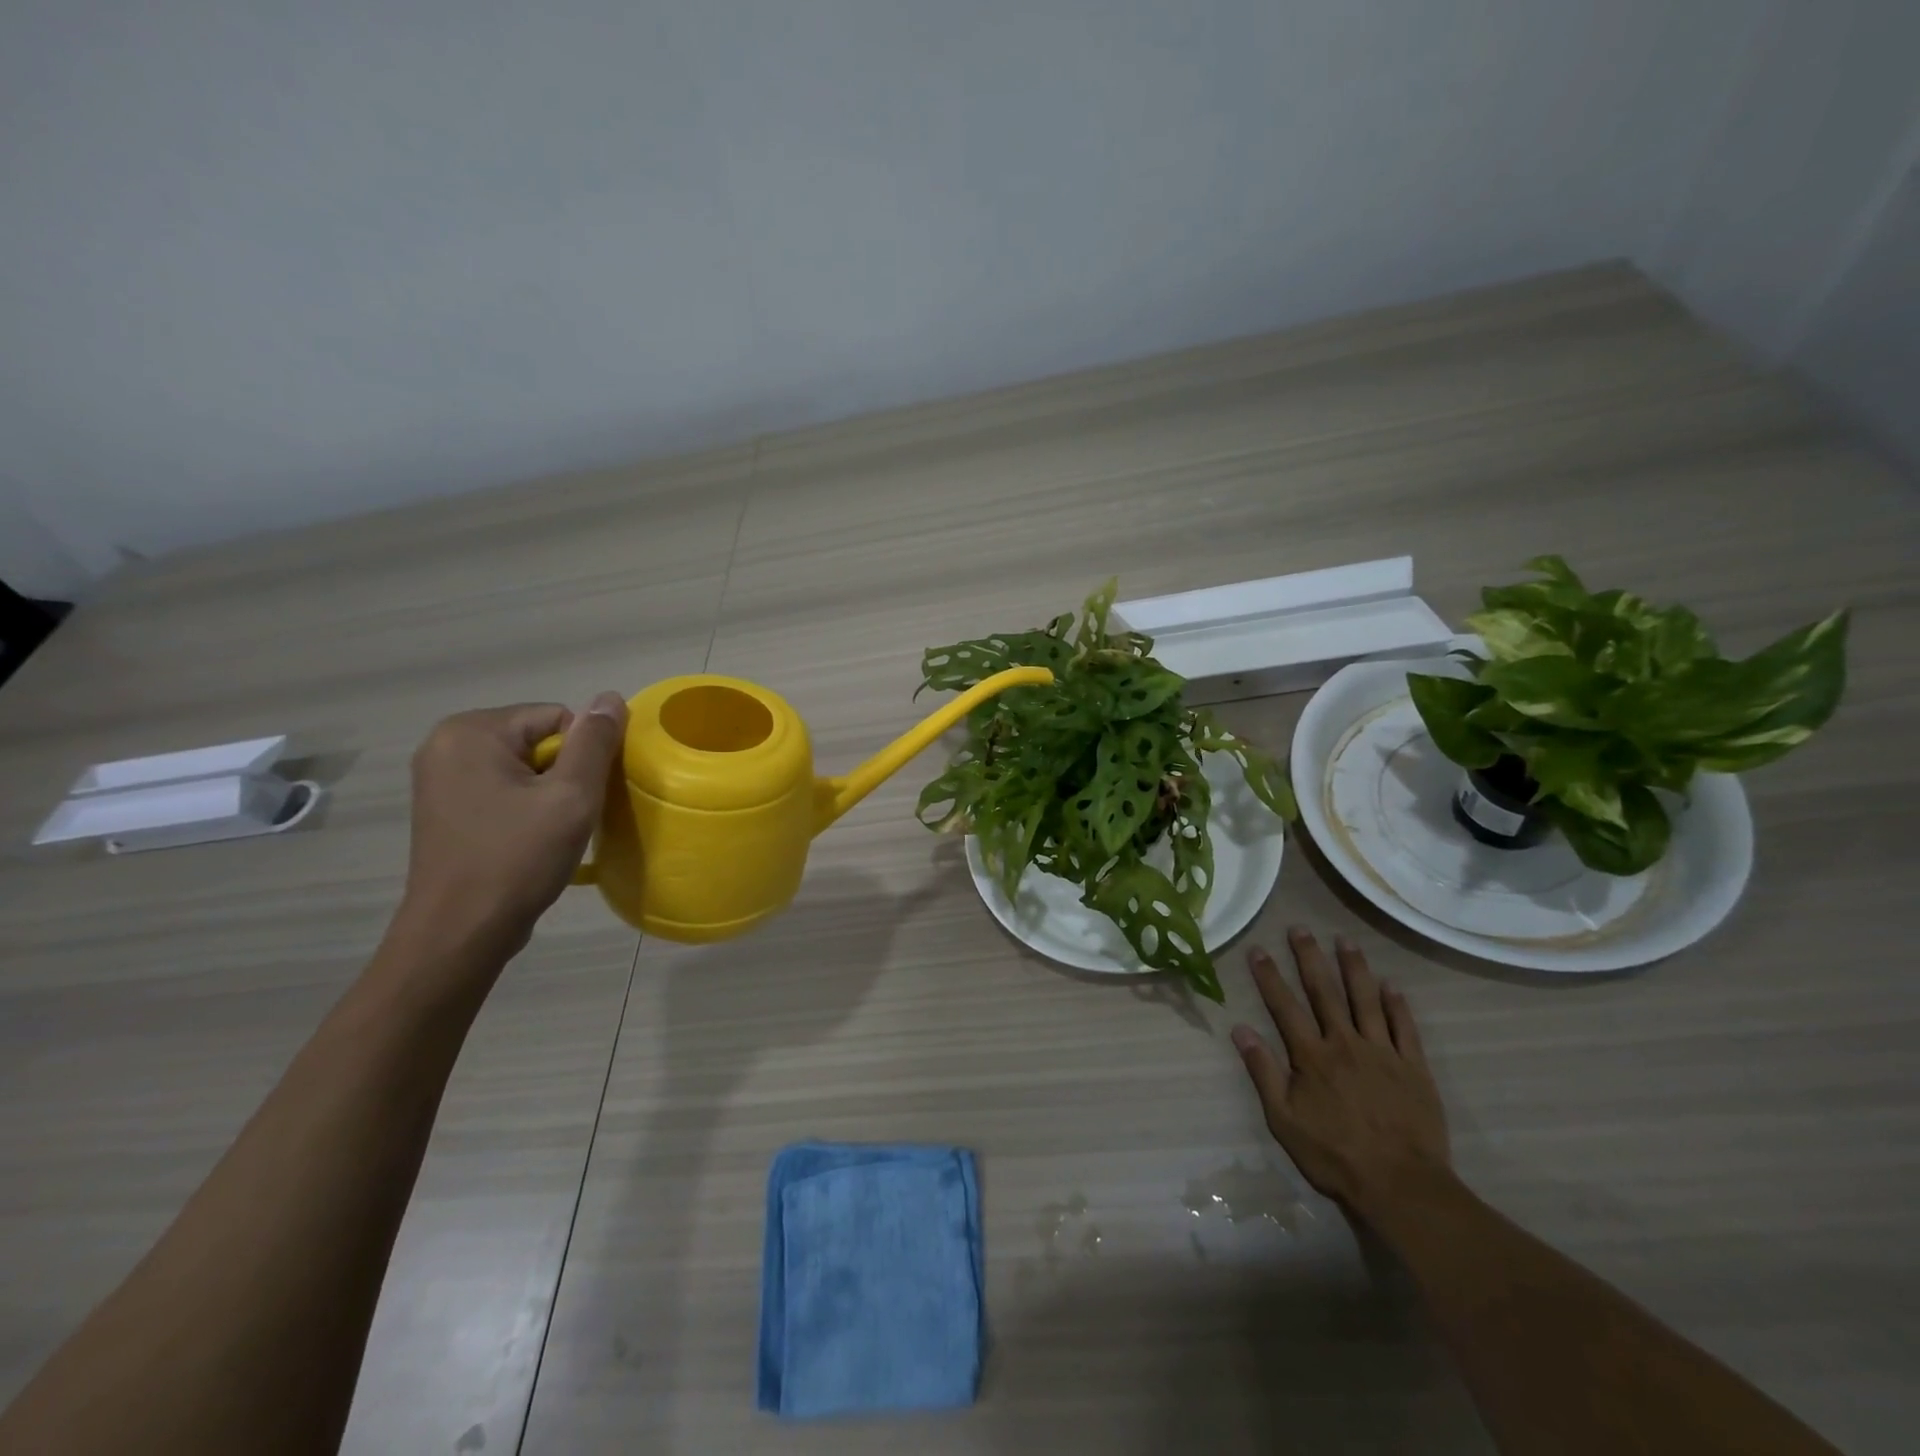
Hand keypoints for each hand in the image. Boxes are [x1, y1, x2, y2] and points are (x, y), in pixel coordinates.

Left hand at [394, 695, 628, 959]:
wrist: (460, 934)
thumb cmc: (517, 859)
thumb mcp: (571, 797)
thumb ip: (594, 742)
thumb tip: (611, 697)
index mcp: (471, 731)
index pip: (558, 717)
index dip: (582, 756)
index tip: (579, 798)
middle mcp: (446, 744)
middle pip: (539, 739)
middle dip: (563, 774)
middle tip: (566, 817)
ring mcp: (440, 777)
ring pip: (524, 766)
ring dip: (547, 793)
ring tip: (549, 831)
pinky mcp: (444, 807)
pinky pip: (503, 788)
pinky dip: (525, 807)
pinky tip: (527, 840)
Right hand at [1230, 926, 1450, 1216]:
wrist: (1401, 1186)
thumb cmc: (1334, 1155)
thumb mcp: (1284, 1119)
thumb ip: (1263, 1072)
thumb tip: (1240, 1029)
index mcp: (1311, 1056)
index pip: (1285, 1006)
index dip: (1269, 976)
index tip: (1258, 949)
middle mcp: (1345, 1043)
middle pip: (1325, 992)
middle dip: (1309, 958)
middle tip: (1300, 928)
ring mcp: (1382, 1053)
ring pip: (1366, 1000)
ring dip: (1354, 968)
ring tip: (1345, 941)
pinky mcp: (1414, 1069)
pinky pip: (1404, 1028)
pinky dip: (1397, 1005)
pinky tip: (1390, 986)